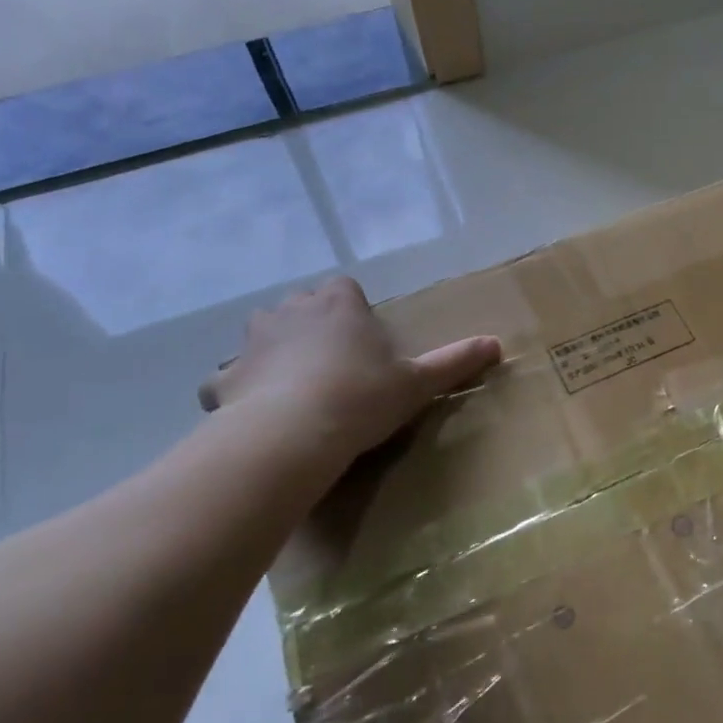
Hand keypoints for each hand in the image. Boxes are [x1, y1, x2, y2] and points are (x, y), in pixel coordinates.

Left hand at [199, 278, 500, 463]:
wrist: (293, 434)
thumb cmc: (362, 398)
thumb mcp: (417, 383)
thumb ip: (455, 361)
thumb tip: (497, 344)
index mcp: (338, 305)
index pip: (343, 288)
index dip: (352, 310)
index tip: (364, 339)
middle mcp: (291, 312)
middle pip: (300, 305)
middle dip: (312, 325)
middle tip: (333, 363)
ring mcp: (252, 343)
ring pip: (260, 334)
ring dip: (273, 350)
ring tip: (293, 385)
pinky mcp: (224, 378)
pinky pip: (227, 378)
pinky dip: (238, 390)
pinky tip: (252, 413)